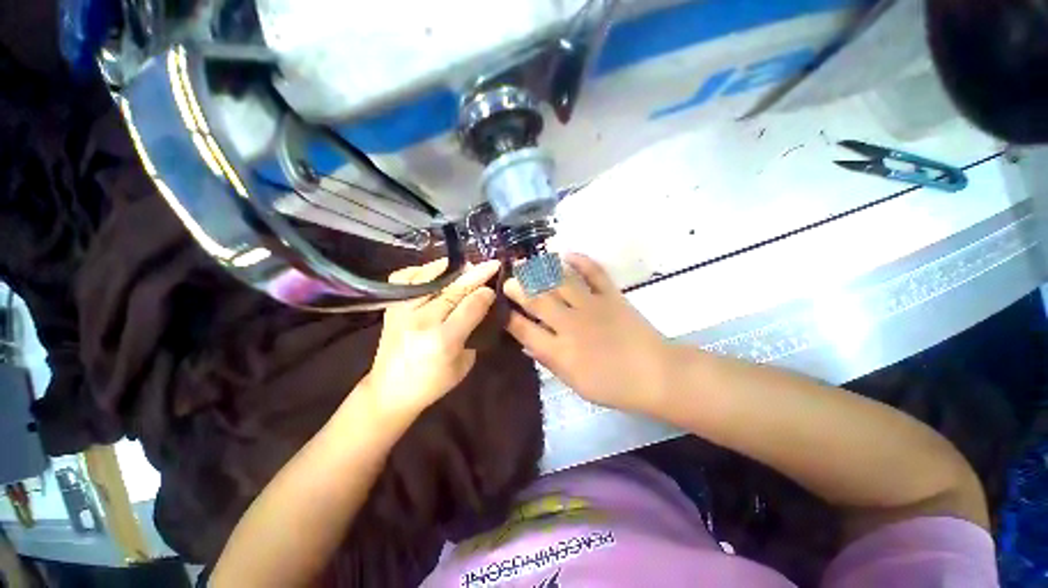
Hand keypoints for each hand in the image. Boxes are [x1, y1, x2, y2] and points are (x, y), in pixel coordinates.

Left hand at [361, 259, 500, 421]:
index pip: (471, 306)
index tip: (494, 288)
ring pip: (430, 278)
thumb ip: (473, 333)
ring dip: (452, 269)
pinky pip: (406, 278)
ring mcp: (403, 311)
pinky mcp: (391, 307)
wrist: (389, 391)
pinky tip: (436, 271)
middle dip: (476, 275)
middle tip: (491, 264)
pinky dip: (422, 270)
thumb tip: (480, 307)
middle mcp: (422, 320)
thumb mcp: (463, 365)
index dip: (485, 294)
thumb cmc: (432, 383)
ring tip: (467, 265)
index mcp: (443, 340)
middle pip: (454, 290)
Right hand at [504, 254, 671, 415]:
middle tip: (509, 280)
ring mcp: (592, 306)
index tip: (499, 308)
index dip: (509, 318)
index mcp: (561, 351)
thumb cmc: (613, 385)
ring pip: (560, 283)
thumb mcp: (575, 383)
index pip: (525, 331)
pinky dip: (581, 260)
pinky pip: (594, 273)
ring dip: (541, 271)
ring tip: (528, 263)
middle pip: (538, 301)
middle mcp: (571, 325)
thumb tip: (527, 344)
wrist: (655, 374)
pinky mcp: (611, 296)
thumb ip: (550, 361)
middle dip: (519, 289)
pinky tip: (567, 254)